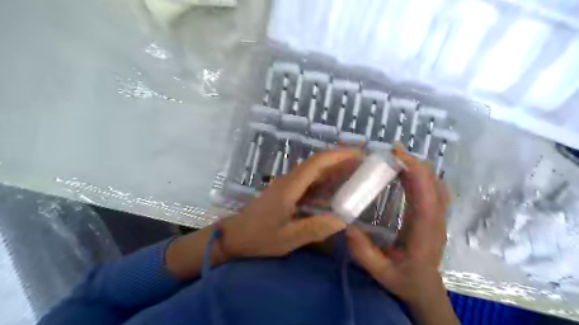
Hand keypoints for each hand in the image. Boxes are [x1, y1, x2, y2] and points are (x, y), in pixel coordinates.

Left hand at [219, 149, 363, 259]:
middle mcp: (289, 180)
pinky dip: (324, 179)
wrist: (234, 236)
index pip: (317, 163)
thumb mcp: (287, 239)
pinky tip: (335, 186)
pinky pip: (309, 180)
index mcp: (290, 187)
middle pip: (316, 162)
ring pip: (313, 169)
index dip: (338, 155)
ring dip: (333, 167)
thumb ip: (314, 229)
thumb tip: (342, 220)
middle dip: (340, 158)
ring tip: (355, 170)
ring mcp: (287, 184)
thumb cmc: (258, 237)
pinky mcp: (286, 191)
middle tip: (363, 161)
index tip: (359, 154)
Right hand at [345, 146, 448, 305]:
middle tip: (390, 151)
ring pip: (436, 184)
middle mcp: (436, 220)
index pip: (426, 196)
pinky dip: (421, 175)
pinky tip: (405, 171)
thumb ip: (363, 252)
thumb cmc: (403, 281)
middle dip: (414, 163)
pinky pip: (434, 189)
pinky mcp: (434, 215)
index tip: (396, 155)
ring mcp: (438, 217)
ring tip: (395, 156)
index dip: (415, 171)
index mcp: (425, 232)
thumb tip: (346, 225)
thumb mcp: (380, 272)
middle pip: (434, 183)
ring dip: (417, 167)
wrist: (424, 289)